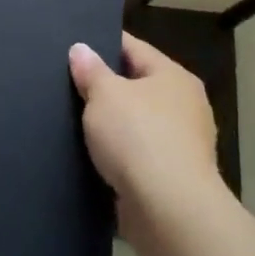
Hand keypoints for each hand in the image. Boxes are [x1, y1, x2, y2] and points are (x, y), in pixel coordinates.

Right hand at [69, 34, 224, 223]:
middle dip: (106, 87)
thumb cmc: (139, 137)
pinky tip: (93, 157)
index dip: (102, 43)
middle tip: (69, 84)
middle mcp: (185, 106)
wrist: (170, 212)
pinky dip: (119, 156)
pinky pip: (139, 157)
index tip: (74, 46)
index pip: (133, 48)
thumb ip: (90, 70)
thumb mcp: (104, 95)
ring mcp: (183, 145)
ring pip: (137, 124)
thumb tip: (80, 48)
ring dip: (113, 126)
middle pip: (137, 86)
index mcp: (174, 76)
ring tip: (74, 122)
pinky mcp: (174, 179)